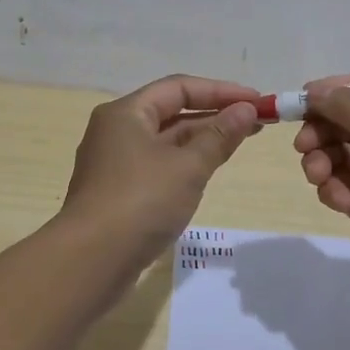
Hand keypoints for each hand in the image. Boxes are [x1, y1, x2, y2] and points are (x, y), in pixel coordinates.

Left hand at [60, 74, 261, 267]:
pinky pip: (159, 166)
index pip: (179, 88)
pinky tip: (209, 169)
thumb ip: (220, 136)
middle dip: (215, 115)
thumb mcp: (188, 166)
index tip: (257, 100)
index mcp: (126, 113)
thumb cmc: (141, 202)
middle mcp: (116, 131)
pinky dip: (186, 162)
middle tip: (258, 121)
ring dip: (203, 139)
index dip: (221, 91)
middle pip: (172, 112)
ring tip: (242, 141)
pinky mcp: (120, 193)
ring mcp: (116, 164)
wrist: (92, 261)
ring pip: (166, 141)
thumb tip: (246, 109)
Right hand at [294, 71, 349, 311]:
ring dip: (322, 161)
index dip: (337, 91)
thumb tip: (316, 90)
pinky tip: (339, 202)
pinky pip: (338, 185)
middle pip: (347, 121)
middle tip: (303, 145)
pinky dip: (332, 189)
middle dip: (322, 131)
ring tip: (319, 177)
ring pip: (337, 154)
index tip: (305, 99)